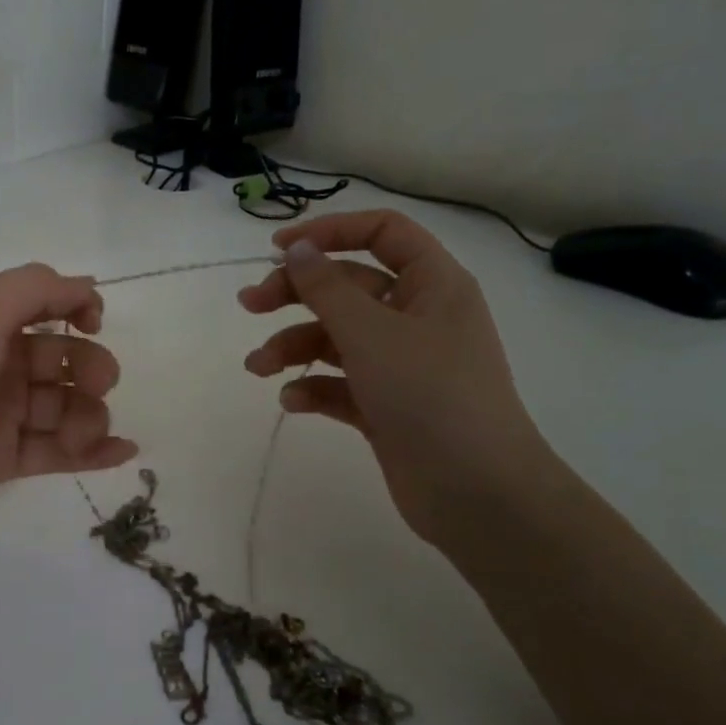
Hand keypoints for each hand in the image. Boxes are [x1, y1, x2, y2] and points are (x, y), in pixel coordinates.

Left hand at [0, 263, 136, 552]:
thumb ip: (35, 289)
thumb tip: (85, 284)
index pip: (40, 304)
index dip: (75, 307)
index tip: (95, 324)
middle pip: (61, 358)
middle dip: (90, 368)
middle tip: (97, 386)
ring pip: (64, 407)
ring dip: (89, 416)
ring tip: (82, 435)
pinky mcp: (1, 462)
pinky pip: (56, 451)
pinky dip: (92, 451)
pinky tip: (123, 451)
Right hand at [239, 211, 550, 545]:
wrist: (477, 493)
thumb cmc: (430, 396)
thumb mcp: (371, 333)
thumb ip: (327, 288)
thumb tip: (297, 248)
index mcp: (432, 284)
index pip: (382, 233)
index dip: (330, 232)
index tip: (277, 247)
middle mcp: (417, 317)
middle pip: (347, 286)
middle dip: (295, 293)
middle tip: (248, 306)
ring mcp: (401, 364)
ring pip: (336, 338)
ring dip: (293, 346)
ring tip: (258, 368)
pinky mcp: (386, 405)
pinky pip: (340, 383)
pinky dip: (314, 388)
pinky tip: (294, 402)